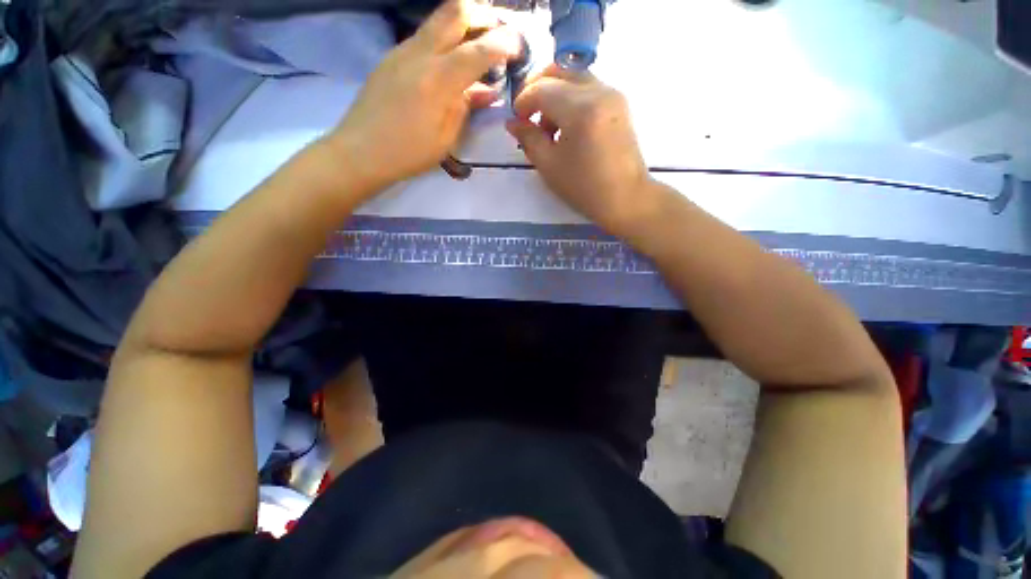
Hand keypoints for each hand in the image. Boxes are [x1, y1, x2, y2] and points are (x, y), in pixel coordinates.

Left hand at [327, 0, 521, 190]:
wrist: (361, 150)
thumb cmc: (408, 152)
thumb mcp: (446, 138)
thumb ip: (465, 108)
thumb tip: (485, 91)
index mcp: (439, 80)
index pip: (479, 51)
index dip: (503, 44)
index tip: (519, 46)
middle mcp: (421, 54)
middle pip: (455, 13)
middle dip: (484, 15)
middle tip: (501, 28)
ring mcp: (402, 51)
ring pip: (438, 20)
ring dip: (464, 23)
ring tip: (480, 39)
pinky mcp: (391, 57)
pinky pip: (424, 36)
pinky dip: (445, 39)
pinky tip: (451, 59)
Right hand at [507, 66, 661, 236]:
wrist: (625, 197)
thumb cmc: (584, 188)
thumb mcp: (549, 166)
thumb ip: (528, 138)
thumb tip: (512, 123)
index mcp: (580, 109)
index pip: (542, 88)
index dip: (523, 101)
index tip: (516, 120)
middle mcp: (598, 91)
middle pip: (559, 70)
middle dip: (537, 87)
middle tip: (527, 113)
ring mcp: (612, 94)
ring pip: (574, 76)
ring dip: (554, 92)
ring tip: (548, 127)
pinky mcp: (619, 102)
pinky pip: (588, 87)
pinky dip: (571, 97)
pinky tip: (566, 125)